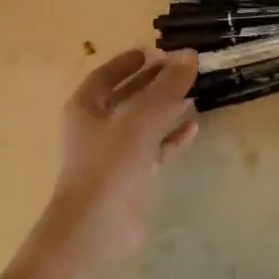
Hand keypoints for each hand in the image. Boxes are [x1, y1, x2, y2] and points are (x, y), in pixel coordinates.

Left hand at [27, 49, 198, 278]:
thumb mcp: (141, 117)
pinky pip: (153, 150)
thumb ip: (166, 86)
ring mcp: (111, 155)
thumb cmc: (111, 162)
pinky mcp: (129, 178)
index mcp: (85, 107)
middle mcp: (95, 127)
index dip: (128, 62)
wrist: (97, 226)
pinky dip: (170, 138)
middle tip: (181, 70)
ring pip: (141, 124)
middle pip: (126, 97)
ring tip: (193, 94)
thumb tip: (189, 55)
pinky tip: (193, 128)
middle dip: (152, 84)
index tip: (153, 52)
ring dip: (165, 110)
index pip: (105, 76)